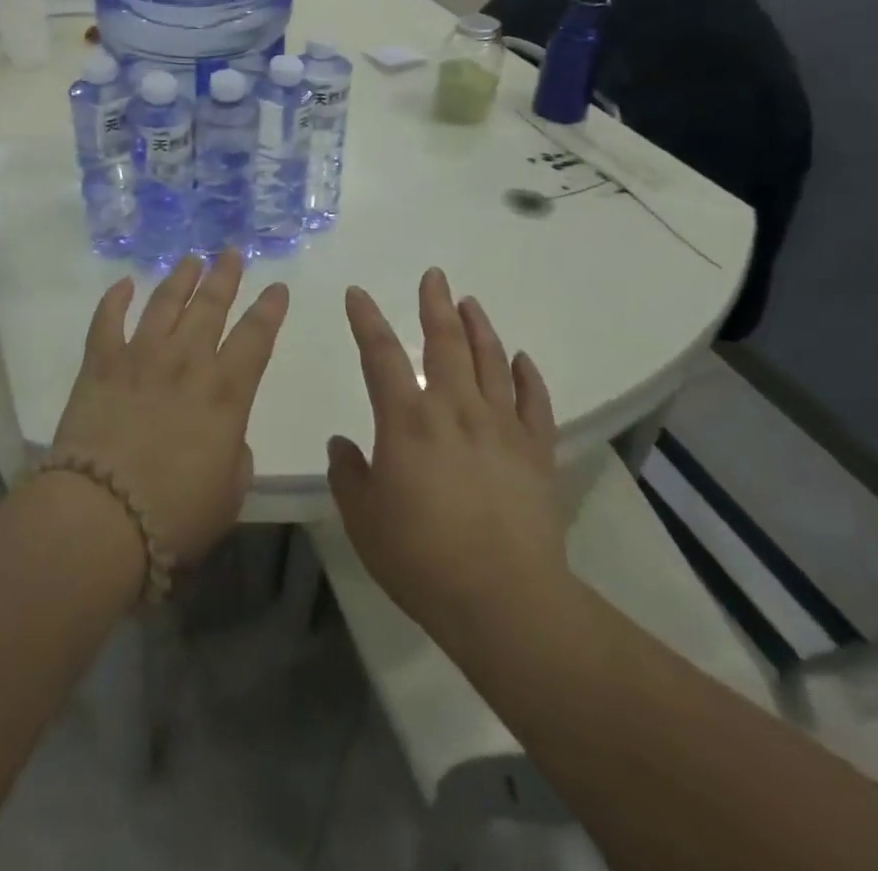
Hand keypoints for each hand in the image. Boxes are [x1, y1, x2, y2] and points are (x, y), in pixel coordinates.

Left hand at [51, 251, 289, 565]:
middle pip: (211, 305)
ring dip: (180, 277)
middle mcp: (187, 361)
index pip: (256, 337)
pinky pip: (107, 320)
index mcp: (225, 391)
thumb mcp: (229, 492)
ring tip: (191, 259)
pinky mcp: (100, 364)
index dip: (270, 309)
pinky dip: (115, 298)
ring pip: (165, 302)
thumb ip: (234, 454)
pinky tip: (124, 283)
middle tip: (231, 252)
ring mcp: (140, 356)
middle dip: (224, 275)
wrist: (102, 515)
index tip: (278, 287)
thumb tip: (225, 435)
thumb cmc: (176, 514)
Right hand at [328, 268, 574, 641]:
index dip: (366, 320)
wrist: (505, 601)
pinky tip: (520, 359)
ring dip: (479, 327)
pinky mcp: (536, 451)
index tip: (357, 293)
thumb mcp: (363, 519)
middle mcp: (454, 409)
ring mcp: (500, 427)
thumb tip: (342, 444)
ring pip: (490, 361)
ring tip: (470, 302)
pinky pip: (533, 402)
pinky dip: (526, 376)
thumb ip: (348, 475)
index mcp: (406, 420)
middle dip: (435, 304)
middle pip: (444, 342)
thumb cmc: (421, 558)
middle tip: (434, 276)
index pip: (381, 354)